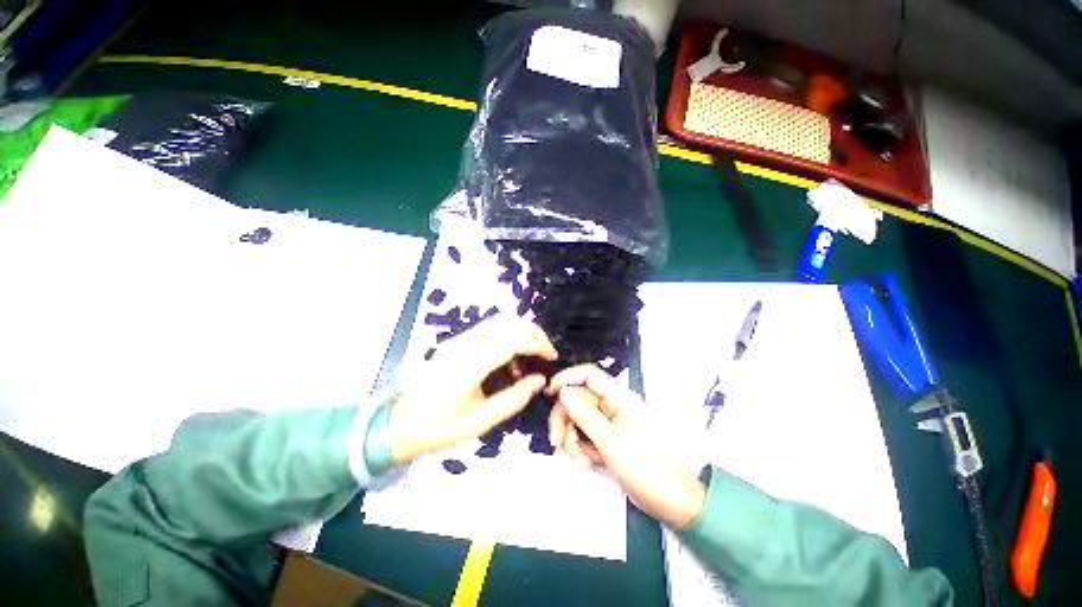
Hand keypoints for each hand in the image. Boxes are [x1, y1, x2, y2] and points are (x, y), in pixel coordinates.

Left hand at [386, 317, 557, 462]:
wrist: (400, 423)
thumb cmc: (440, 428)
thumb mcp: (481, 422)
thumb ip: (514, 399)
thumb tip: (540, 380)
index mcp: (469, 367)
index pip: (511, 340)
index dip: (537, 344)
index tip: (552, 356)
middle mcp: (464, 346)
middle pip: (507, 323)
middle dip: (534, 333)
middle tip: (547, 353)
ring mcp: (458, 340)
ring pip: (500, 321)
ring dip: (522, 331)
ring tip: (534, 352)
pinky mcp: (457, 341)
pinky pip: (490, 328)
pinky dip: (509, 334)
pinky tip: (512, 355)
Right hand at [547, 365, 706, 529]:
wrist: (671, 503)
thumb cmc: (647, 470)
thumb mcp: (611, 443)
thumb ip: (585, 416)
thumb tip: (563, 392)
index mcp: (619, 398)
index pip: (588, 375)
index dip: (567, 378)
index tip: (549, 393)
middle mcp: (613, 405)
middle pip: (578, 399)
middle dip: (565, 420)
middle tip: (557, 442)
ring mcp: (609, 422)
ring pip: (578, 418)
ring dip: (571, 438)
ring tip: (580, 460)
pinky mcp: (607, 438)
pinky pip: (584, 434)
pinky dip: (579, 447)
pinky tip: (586, 462)